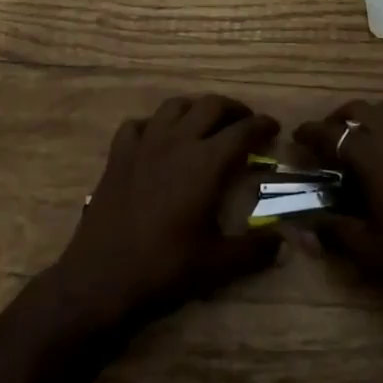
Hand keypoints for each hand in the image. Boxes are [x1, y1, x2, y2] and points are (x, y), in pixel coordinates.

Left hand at [52, 94, 281, 330]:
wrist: (102, 276)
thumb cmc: (164, 268)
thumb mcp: (216, 265)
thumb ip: (253, 251)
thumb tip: (280, 243)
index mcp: (206, 162)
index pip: (243, 131)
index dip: (262, 126)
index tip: (273, 128)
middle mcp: (178, 141)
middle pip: (211, 105)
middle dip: (233, 109)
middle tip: (245, 121)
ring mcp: (145, 143)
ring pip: (175, 105)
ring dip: (196, 108)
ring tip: (205, 121)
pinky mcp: (119, 153)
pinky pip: (138, 124)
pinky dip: (153, 124)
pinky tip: (158, 138)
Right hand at [295, 100, 382, 321]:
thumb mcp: (369, 250)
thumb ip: (333, 229)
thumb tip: (305, 222)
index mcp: (372, 156)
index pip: (331, 134)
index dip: (310, 133)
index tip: (297, 137)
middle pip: (360, 110)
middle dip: (339, 119)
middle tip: (328, 138)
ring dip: (371, 119)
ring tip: (364, 141)